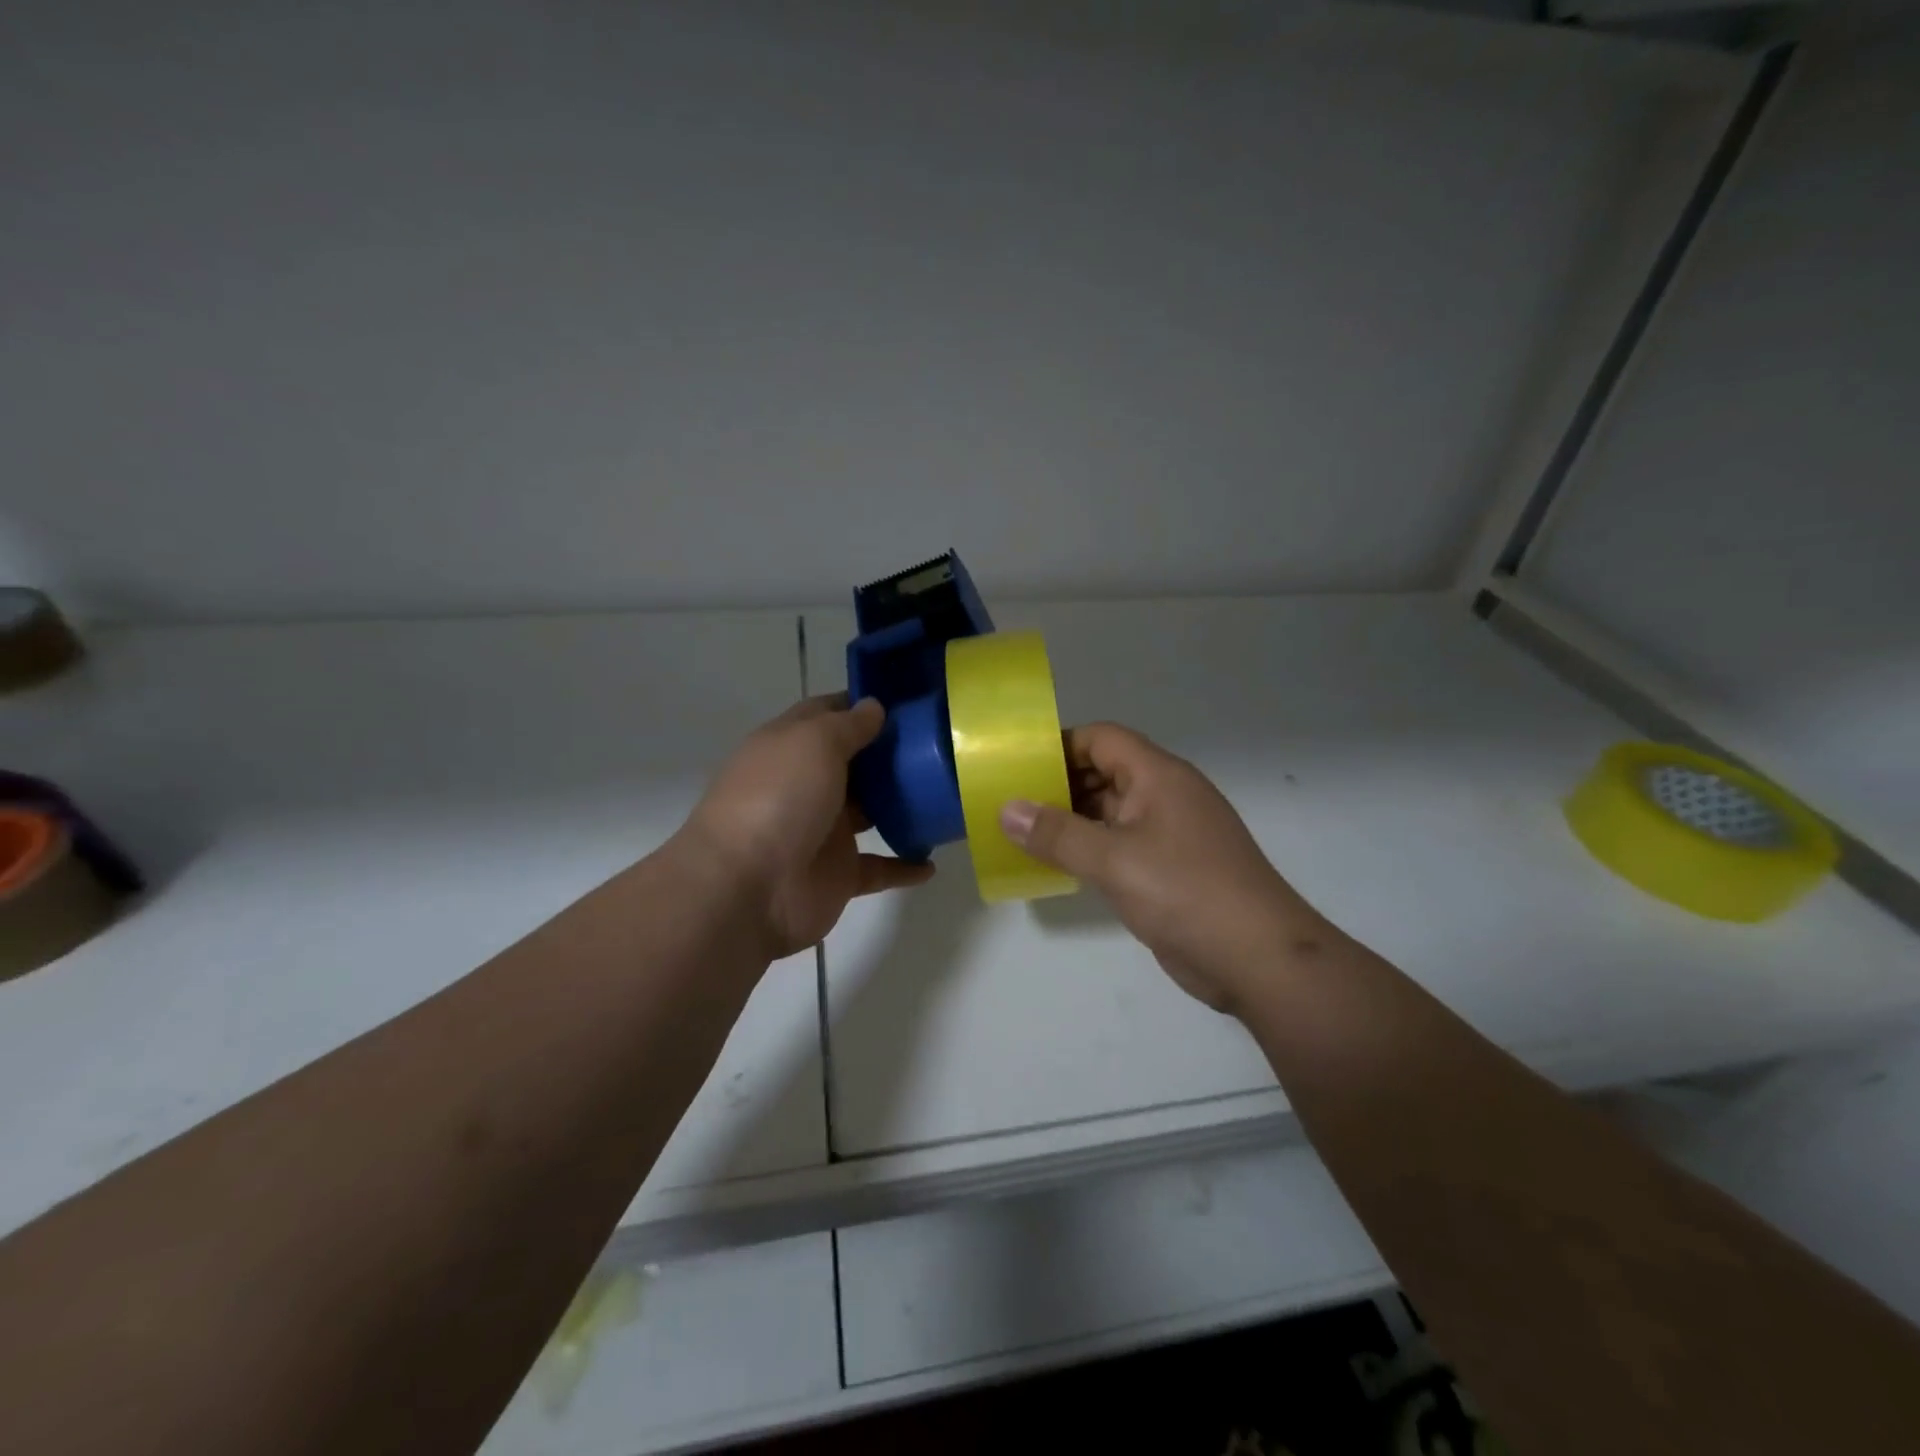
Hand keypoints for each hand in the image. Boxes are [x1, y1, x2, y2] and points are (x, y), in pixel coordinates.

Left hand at [681, 695, 933, 958]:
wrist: (747, 889)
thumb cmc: (779, 799)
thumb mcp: (814, 743)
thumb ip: (848, 725)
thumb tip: (874, 706)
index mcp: (790, 748)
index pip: (826, 715)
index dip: (860, 705)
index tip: (906, 700)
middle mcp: (805, 785)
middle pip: (853, 764)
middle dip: (889, 753)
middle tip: (939, 744)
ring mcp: (822, 832)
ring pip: (869, 813)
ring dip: (900, 806)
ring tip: (945, 794)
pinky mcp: (838, 874)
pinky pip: (878, 868)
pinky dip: (903, 866)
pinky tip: (932, 863)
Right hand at [999, 723, 1324, 1012]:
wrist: (1259, 958)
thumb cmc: (1185, 893)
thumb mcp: (1113, 860)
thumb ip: (1057, 834)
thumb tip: (1006, 809)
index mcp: (1158, 776)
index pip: (1101, 739)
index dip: (1059, 746)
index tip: (1017, 768)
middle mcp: (1165, 795)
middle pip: (1104, 772)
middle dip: (1058, 785)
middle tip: (1011, 805)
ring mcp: (1170, 833)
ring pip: (1111, 811)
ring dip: (1072, 820)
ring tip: (1023, 835)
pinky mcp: (1171, 868)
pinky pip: (1121, 844)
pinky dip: (1090, 849)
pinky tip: (1059, 866)